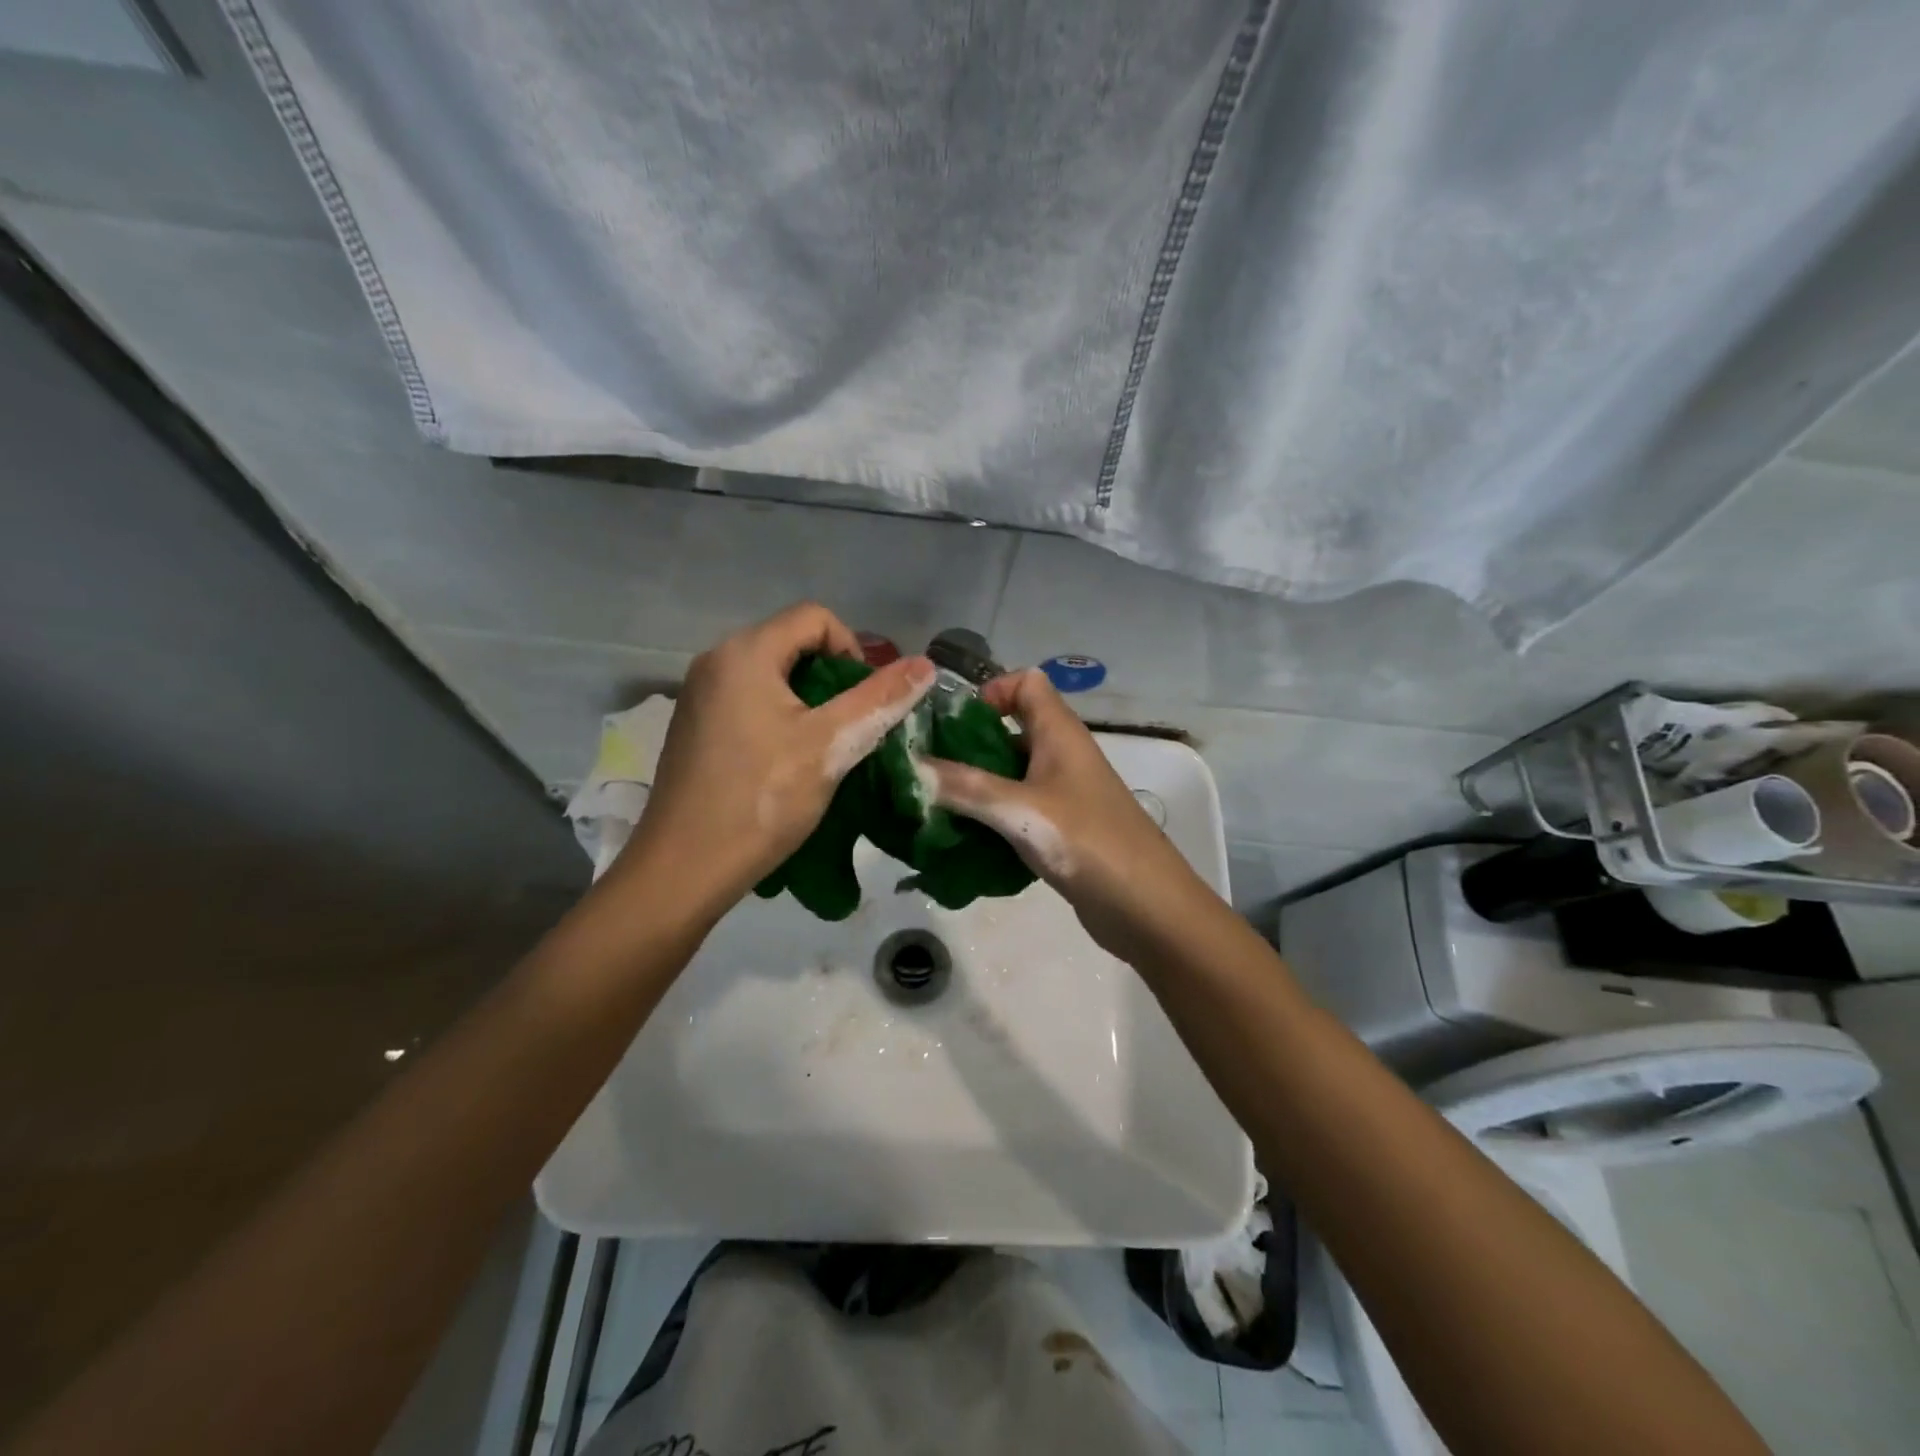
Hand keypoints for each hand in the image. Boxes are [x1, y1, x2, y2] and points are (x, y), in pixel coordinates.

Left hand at [612, 604, 933, 921]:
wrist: (684, 869)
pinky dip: (780, 718)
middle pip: (793, 643)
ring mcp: (699, 695)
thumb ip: (880, 699)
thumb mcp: (831, 745)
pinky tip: (787, 762)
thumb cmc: (761, 800)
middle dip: (833, 678)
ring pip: (773, 676)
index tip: (865, 700)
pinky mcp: (695, 726)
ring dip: (810, 702)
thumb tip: (926, 664)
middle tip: (851, 726)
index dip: (853, 649)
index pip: (815, 617)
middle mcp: (716, 661)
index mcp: (745, 653)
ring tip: (825, 747)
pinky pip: (749, 701)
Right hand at [924, 668, 1210, 957]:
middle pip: (1010, 729)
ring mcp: (1062, 793)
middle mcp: (1061, 755)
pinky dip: (990, 817)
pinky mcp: (1060, 829)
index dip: (990, 691)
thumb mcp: (1018, 810)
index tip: (952, 724)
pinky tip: (962, 838)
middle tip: (925, 769)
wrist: (1147, 907)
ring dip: (974, 785)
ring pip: (1010, 774)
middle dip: (967, 744)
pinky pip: (1016, 809)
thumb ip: (963, 787)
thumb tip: (909, 765)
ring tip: (932, 805)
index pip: (1026, 683)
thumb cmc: (1086, 841)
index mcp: (1059, 733)